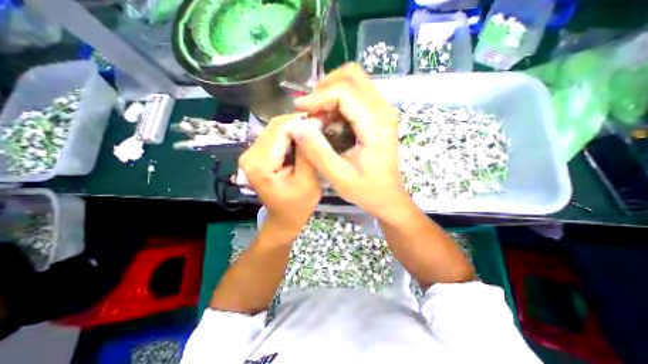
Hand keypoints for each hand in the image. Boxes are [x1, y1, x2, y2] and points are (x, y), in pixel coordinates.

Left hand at [238, 115, 320, 237]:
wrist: (284, 218)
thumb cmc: (298, 205)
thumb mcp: (308, 180)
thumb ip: (307, 152)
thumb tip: (311, 124)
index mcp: (261, 164)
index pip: (282, 130)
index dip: (303, 122)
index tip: (323, 120)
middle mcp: (249, 154)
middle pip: (276, 126)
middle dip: (299, 122)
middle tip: (320, 124)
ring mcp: (250, 153)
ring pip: (275, 128)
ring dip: (295, 127)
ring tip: (314, 130)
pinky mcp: (255, 155)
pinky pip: (273, 136)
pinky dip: (289, 134)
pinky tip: (303, 138)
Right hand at [290, 63, 408, 218]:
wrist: (388, 196)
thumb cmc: (367, 190)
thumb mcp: (338, 176)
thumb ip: (317, 151)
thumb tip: (296, 126)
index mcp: (375, 124)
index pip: (345, 91)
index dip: (318, 96)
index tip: (300, 109)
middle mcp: (382, 110)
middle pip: (352, 76)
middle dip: (325, 88)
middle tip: (311, 111)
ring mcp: (382, 110)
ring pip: (354, 81)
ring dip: (331, 92)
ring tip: (318, 115)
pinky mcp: (378, 115)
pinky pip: (357, 94)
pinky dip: (339, 100)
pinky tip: (330, 120)